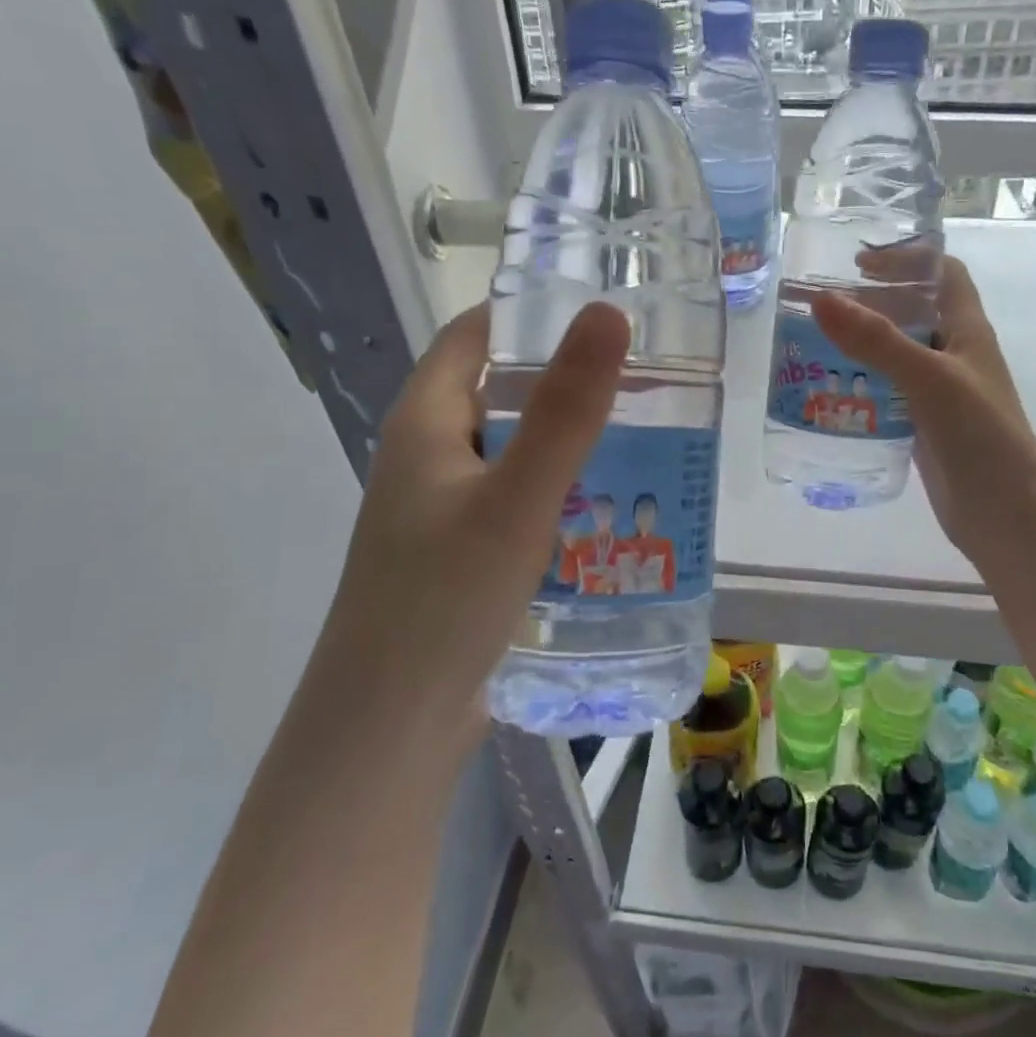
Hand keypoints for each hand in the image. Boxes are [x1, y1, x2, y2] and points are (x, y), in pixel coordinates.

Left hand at [319, 302, 629, 743]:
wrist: (390, 726)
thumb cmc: (444, 598)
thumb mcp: (516, 498)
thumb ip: (567, 409)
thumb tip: (606, 313)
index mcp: (425, 422)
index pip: (474, 336)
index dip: (530, 314)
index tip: (602, 310)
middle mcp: (429, 456)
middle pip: (501, 393)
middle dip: (567, 380)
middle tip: (645, 376)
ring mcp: (443, 509)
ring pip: (515, 451)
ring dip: (570, 441)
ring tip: (646, 436)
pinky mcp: (462, 554)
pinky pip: (518, 501)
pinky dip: (561, 492)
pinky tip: (610, 510)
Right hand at [812, 256, 1035, 573]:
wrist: (1004, 512)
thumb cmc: (979, 435)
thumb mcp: (928, 379)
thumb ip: (876, 340)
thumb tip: (821, 299)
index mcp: (967, 330)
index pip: (944, 274)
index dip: (908, 258)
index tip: (860, 262)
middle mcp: (955, 355)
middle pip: (914, 312)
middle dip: (872, 304)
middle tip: (823, 308)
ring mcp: (940, 392)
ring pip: (898, 355)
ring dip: (863, 346)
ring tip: (814, 347)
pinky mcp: (925, 425)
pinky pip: (890, 392)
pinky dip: (864, 384)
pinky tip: (832, 392)